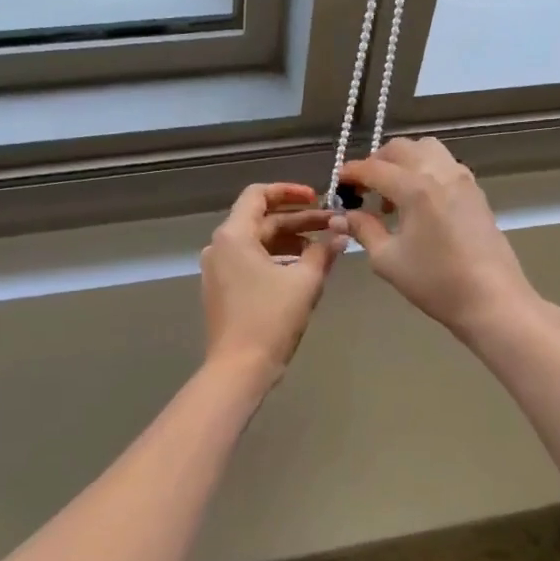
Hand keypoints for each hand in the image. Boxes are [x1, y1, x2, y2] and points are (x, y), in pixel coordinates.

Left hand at [200, 182, 344, 381]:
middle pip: (261, 220)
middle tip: (333, 224)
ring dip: (290, 241)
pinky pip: (250, 262)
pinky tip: (303, 270)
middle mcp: (220, 246)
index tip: (318, 198)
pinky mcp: (222, 289)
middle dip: (299, 221)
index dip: (290, 191)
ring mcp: (217, 269)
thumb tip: (341, 231)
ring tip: (323, 249)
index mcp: (234, 235)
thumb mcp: (305, 281)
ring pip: (257, 242)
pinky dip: (276, 259)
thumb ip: (324, 251)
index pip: (259, 194)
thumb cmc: (271, 319)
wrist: (239, 368)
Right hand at [338, 138, 540, 341]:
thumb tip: (342, 216)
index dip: (351, 172)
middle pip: (401, 148)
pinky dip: (425, 171)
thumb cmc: (435, 282)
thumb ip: (363, 230)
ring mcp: (463, 179)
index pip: (374, 168)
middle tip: (363, 188)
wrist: (492, 300)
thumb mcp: (387, 259)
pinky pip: (445, 165)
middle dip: (376, 162)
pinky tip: (418, 203)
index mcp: (415, 188)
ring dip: (403, 162)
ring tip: (393, 194)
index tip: (338, 183)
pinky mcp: (476, 192)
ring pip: (427, 149)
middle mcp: (440, 173)